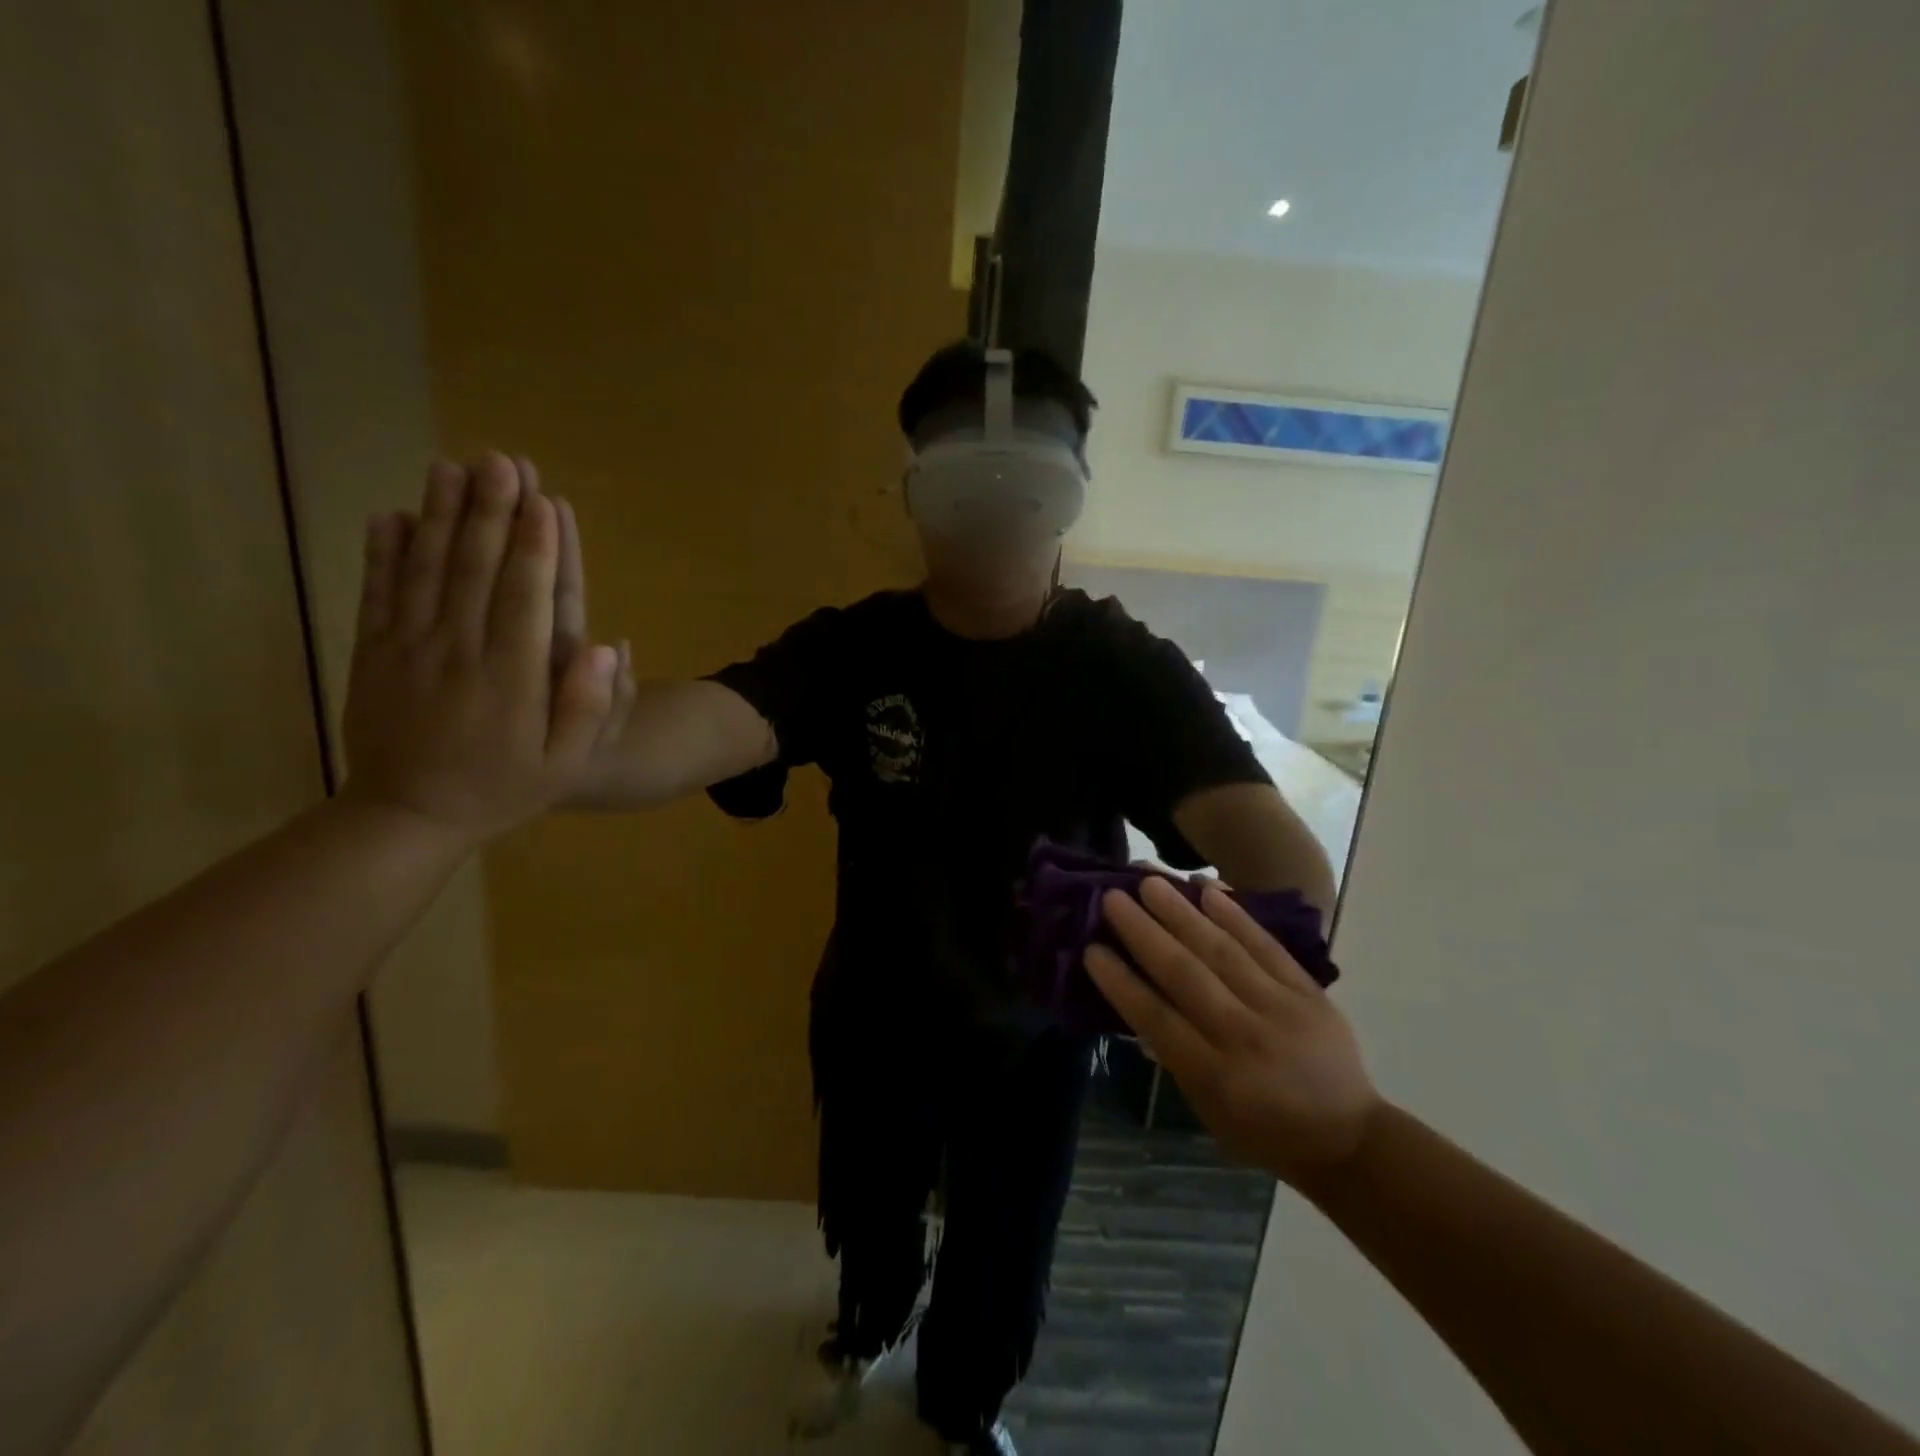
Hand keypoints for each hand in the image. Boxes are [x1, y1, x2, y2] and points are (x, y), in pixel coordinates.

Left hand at [340, 454, 619, 844]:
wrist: (406, 817)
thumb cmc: (501, 789)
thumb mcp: (565, 765)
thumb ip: (588, 708)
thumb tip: (604, 645)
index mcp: (510, 677)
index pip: (525, 597)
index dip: (535, 546)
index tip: (544, 500)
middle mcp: (458, 650)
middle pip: (474, 568)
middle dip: (489, 511)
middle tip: (501, 461)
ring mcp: (408, 648)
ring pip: (425, 569)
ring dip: (439, 515)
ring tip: (451, 467)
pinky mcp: (374, 653)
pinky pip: (378, 594)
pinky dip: (383, 552)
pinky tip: (391, 515)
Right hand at [1085, 877, 1378, 1181]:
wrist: (1348, 1139)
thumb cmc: (1262, 1129)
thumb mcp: (1207, 1109)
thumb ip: (1173, 1054)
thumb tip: (1136, 999)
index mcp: (1214, 1076)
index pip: (1156, 1019)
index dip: (1121, 982)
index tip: (1091, 948)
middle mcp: (1244, 1037)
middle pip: (1185, 974)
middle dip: (1144, 932)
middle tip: (1112, 897)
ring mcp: (1281, 1009)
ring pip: (1222, 950)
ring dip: (1182, 911)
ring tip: (1150, 880)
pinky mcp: (1308, 992)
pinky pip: (1267, 945)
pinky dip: (1236, 915)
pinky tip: (1208, 888)